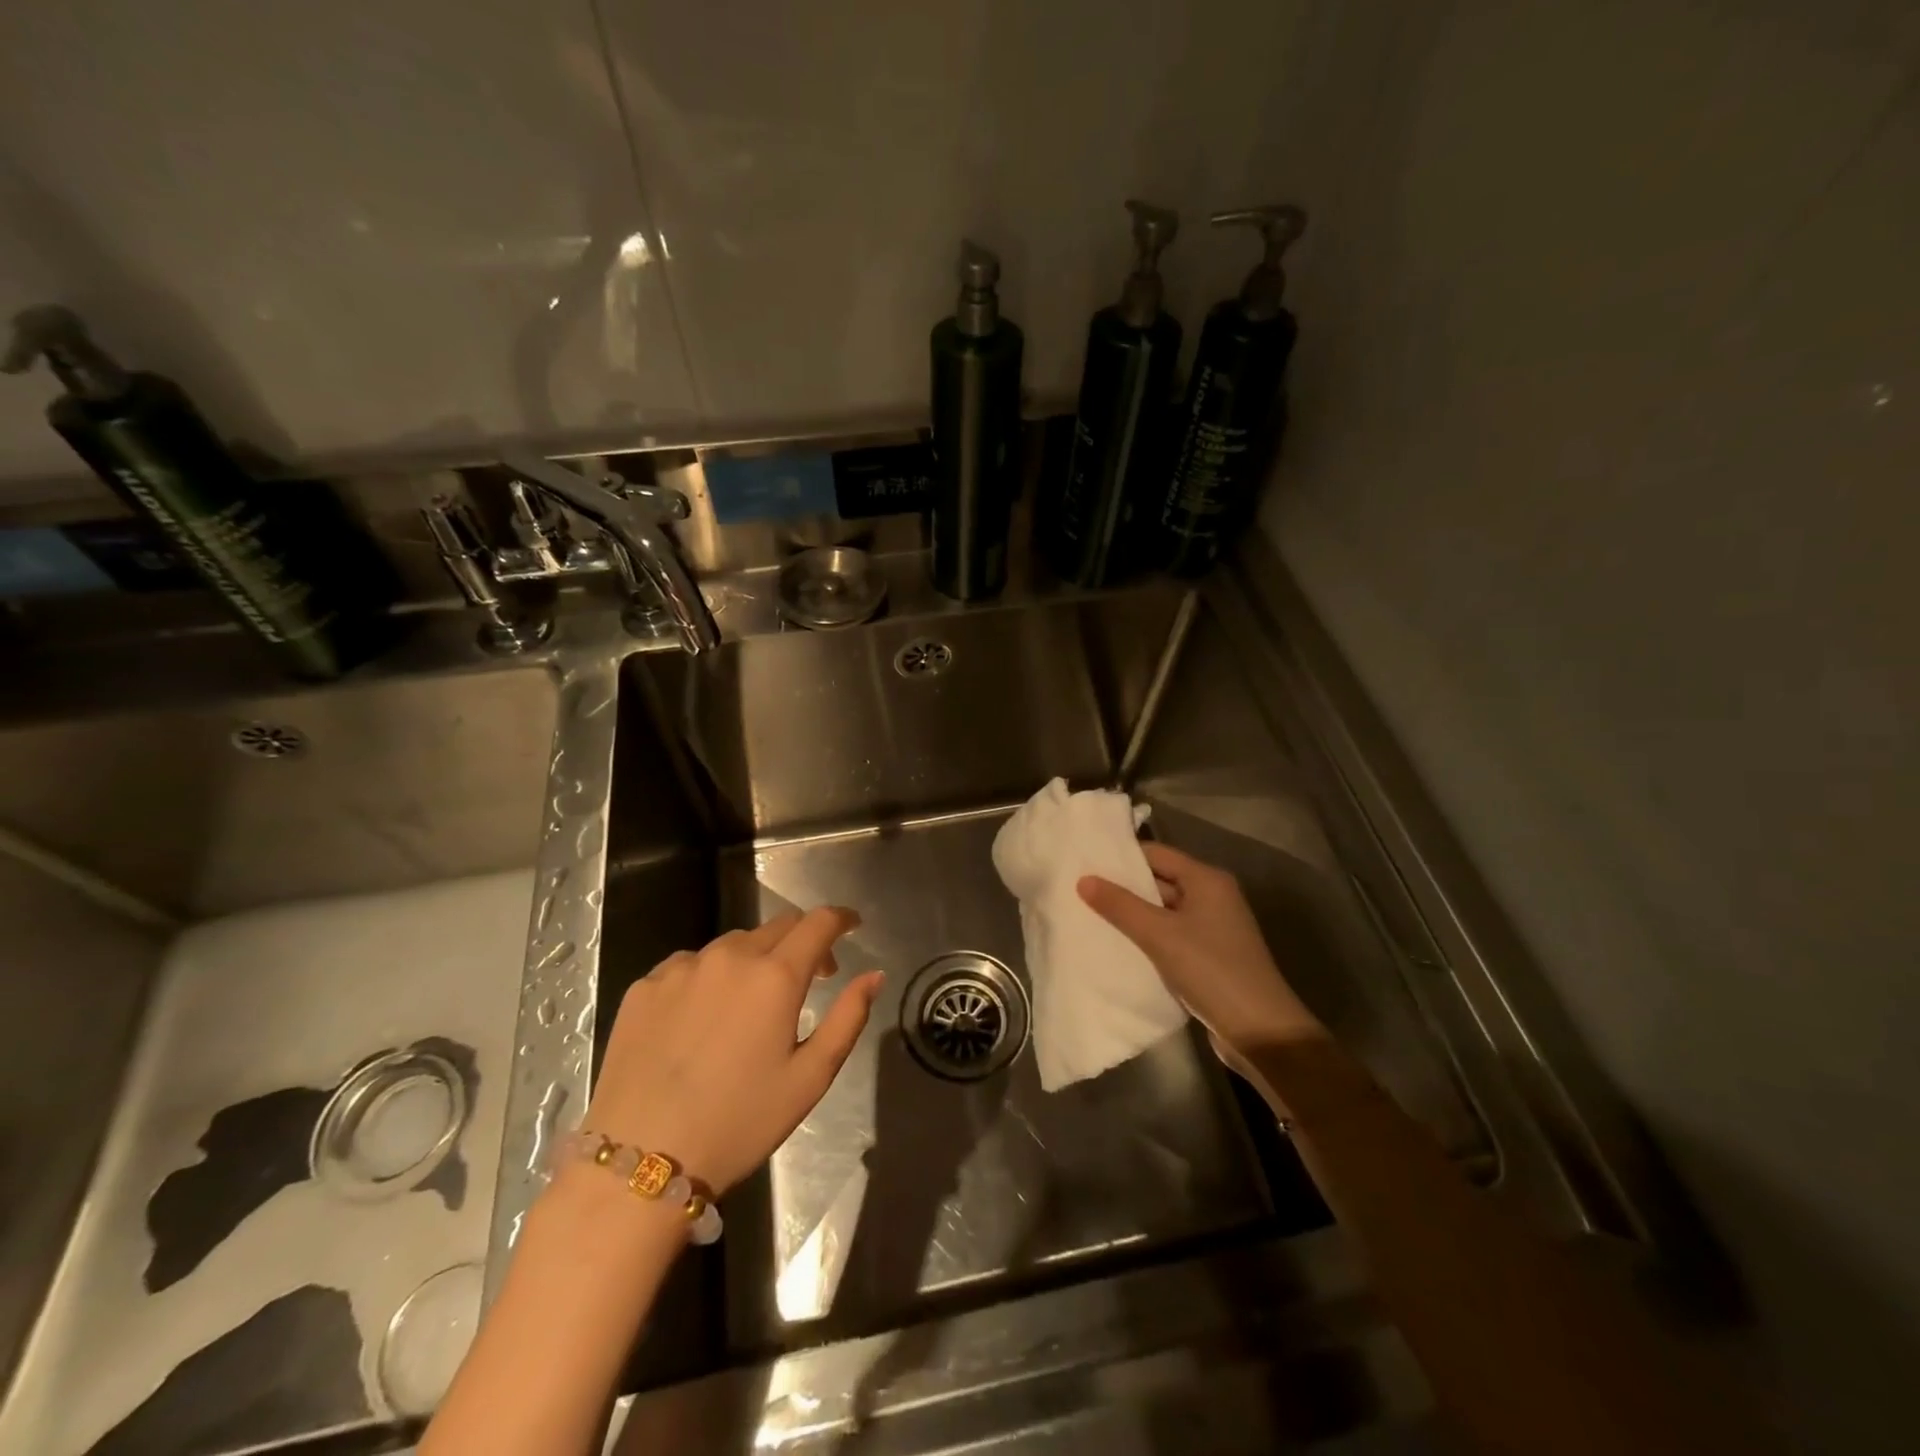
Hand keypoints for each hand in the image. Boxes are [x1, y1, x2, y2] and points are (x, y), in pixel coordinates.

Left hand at [582, 907, 883, 1194]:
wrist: (640, 1162)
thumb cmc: (739, 1123)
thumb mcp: (810, 1078)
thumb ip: (848, 1018)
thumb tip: (873, 975)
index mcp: (775, 976)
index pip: (818, 923)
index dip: (841, 918)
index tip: (851, 924)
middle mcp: (729, 957)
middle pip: (777, 926)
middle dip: (802, 941)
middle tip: (810, 977)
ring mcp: (681, 968)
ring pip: (732, 944)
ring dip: (754, 959)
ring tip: (751, 1003)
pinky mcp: (645, 987)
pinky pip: (689, 965)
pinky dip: (709, 977)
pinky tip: (702, 1017)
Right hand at [1078, 842, 1324, 1063]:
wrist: (1260, 1031)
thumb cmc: (1211, 970)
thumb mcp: (1160, 935)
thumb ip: (1120, 906)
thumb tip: (1084, 880)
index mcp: (1207, 880)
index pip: (1156, 854)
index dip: (1122, 857)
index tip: (1085, 862)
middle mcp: (1213, 897)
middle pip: (1160, 880)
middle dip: (1124, 887)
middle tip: (1080, 891)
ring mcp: (1213, 928)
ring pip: (1164, 911)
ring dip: (1134, 915)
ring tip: (1090, 916)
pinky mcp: (1210, 956)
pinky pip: (1171, 936)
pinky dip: (1148, 938)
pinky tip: (1119, 946)